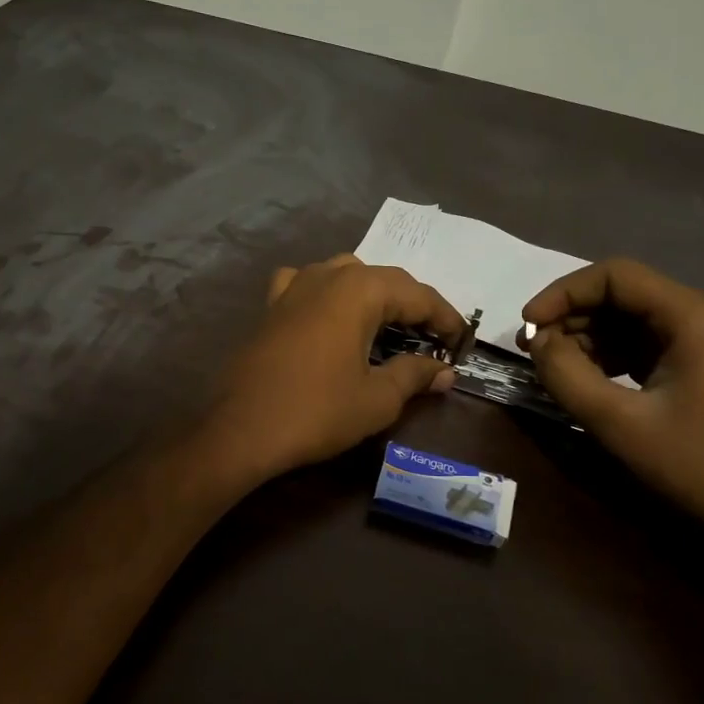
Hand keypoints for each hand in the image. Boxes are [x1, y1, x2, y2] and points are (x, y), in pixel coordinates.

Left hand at [206, 255, 463, 481]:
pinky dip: (328, 294)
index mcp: (360, 289)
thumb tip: (444, 371)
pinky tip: (329, 313)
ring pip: (346, 275)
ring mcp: (294, 286)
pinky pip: (307, 285)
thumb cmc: (317, 411)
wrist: (242, 429)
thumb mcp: (377, 398)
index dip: (445, 318)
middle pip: (384, 280)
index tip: (462, 342)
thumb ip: (415, 375)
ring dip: (373, 296)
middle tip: (434, 339)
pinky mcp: (271, 305)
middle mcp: (327, 274)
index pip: (418, 294)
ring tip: (389, 326)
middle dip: (413, 306)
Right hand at [520, 258, 703, 546]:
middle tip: (534, 350)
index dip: (563, 292)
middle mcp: (702, 317)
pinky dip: (608, 355)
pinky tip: (586, 379)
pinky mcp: (700, 367)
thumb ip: (567, 375)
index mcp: (692, 317)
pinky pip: (643, 344)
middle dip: (572, 316)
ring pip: (629, 319)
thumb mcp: (619, 423)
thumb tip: (535, 341)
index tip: (527, 324)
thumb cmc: (696, 467)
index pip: (615, 276)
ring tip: (553, 368)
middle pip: (622, 294)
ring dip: (586, 336)